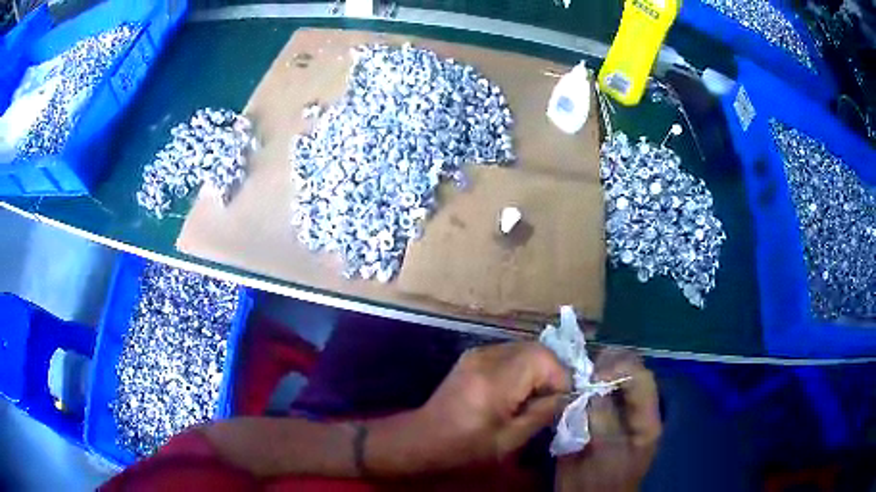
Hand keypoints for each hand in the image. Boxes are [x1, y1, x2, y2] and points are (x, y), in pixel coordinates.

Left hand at [413, 342, 570, 469]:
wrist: (424, 439)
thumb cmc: (466, 447)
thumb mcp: (511, 439)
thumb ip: (543, 413)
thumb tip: (566, 396)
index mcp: (496, 379)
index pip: (544, 359)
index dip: (560, 378)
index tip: (560, 401)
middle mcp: (487, 357)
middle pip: (536, 349)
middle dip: (551, 371)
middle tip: (551, 399)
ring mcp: (478, 353)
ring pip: (524, 348)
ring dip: (538, 369)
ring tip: (534, 397)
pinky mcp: (473, 357)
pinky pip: (509, 353)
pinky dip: (522, 367)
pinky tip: (516, 390)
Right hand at [556, 350, 660, 491]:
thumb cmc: (598, 482)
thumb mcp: (604, 452)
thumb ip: (601, 417)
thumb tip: (590, 385)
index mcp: (646, 419)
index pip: (641, 378)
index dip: (618, 369)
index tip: (591, 376)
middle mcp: (637, 409)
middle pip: (629, 370)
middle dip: (605, 365)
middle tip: (580, 374)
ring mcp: (619, 411)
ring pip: (612, 376)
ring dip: (593, 372)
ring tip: (575, 379)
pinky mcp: (601, 415)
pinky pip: (594, 390)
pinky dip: (583, 384)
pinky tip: (572, 388)